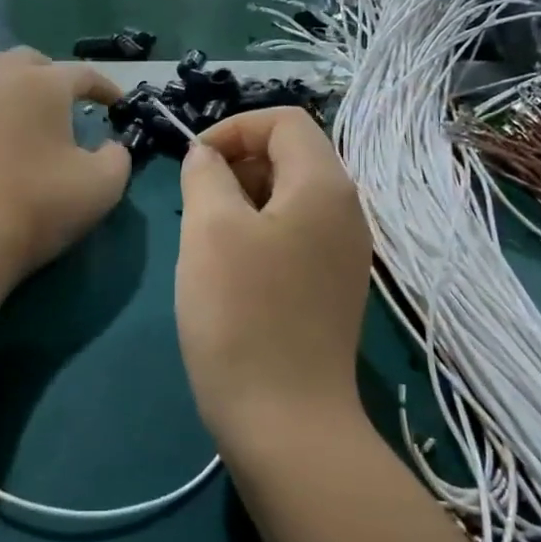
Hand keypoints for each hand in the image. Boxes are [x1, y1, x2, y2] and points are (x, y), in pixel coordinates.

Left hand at [0, 49, 130, 283]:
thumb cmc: (36, 208)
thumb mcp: (102, 187)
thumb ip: (117, 158)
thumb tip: (111, 146)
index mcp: (42, 85)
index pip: (82, 74)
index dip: (104, 87)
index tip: (116, 104)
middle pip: (27, 60)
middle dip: (51, 75)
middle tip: (62, 102)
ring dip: (1, 73)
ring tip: (9, 94)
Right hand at [176, 108, 371, 455]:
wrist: (285, 421)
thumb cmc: (241, 314)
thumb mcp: (210, 230)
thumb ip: (206, 175)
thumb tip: (208, 157)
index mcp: (325, 186)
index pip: (284, 120)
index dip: (233, 128)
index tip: (193, 162)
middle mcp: (347, 212)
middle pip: (291, 157)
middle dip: (237, 165)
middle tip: (197, 205)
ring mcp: (345, 254)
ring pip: (290, 199)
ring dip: (243, 202)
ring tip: (208, 241)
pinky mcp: (332, 289)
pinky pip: (295, 237)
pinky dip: (260, 236)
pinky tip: (230, 274)